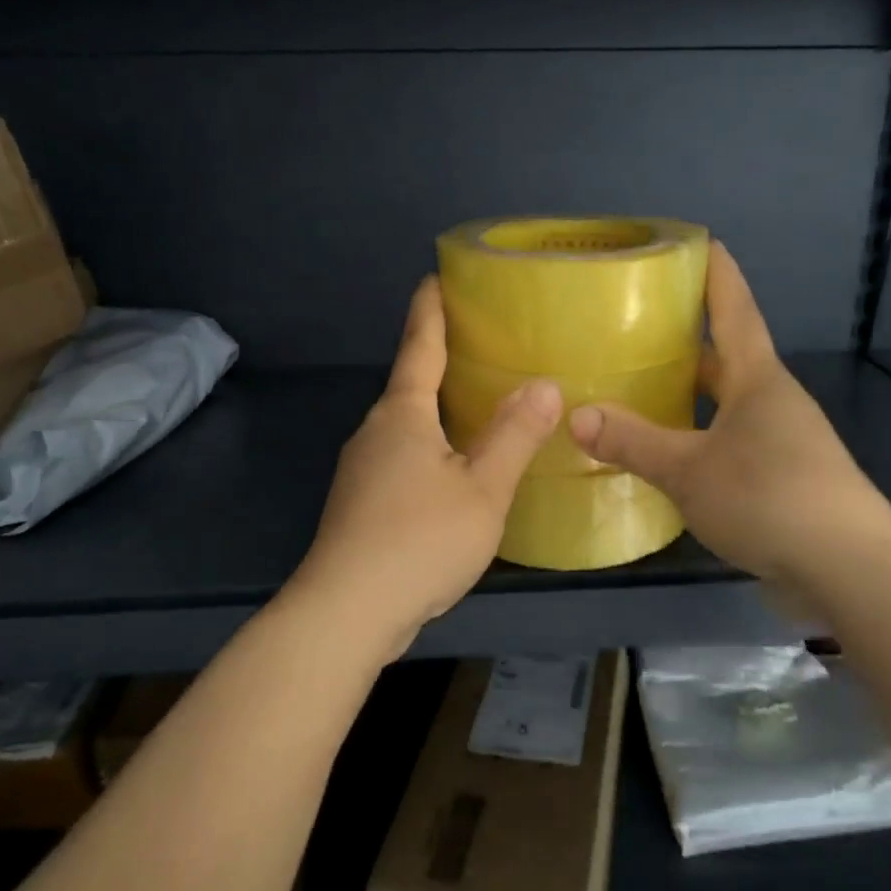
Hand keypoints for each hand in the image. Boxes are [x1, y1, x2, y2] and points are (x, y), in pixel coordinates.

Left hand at [297, 276, 561, 657]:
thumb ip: (514, 435)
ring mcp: (361, 470)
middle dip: (441, 361)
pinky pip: (402, 459)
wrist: (346, 612)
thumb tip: (544, 384)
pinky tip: (455, 470)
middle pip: (411, 384)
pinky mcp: (360, 504)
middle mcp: (374, 432)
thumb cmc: (419, 540)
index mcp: (402, 415)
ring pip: (407, 426)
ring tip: (479, 406)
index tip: (435, 277)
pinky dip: (430, 448)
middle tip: (483, 345)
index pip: (419, 346)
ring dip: (437, 410)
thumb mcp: (482, 489)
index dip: (430, 310)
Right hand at [568, 241, 890, 589]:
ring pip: (726, 403)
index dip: (715, 272)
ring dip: (690, 393)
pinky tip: (669, 454)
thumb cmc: (770, 498)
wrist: (849, 569)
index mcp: (756, 379)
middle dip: (688, 338)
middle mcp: (772, 400)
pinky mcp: (782, 478)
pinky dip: (698, 436)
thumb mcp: (689, 470)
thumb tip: (576, 416)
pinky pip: (730, 442)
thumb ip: (633, 442)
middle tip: (637, 325)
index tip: (698, 240)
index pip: (734, 308)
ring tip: (640, 388)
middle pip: (727, 355)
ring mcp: (782, 440)